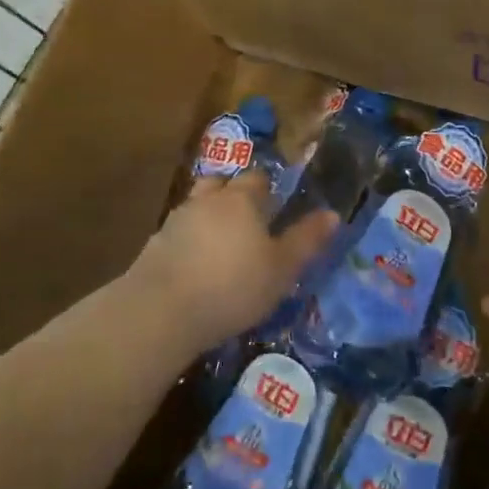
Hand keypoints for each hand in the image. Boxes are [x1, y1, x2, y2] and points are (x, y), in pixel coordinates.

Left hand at [125, 172, 338, 353]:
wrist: (162, 310)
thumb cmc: (233, 286)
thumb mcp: (281, 269)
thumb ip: (306, 240)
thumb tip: (333, 214)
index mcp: (242, 199)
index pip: (257, 179)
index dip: (267, 189)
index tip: (275, 206)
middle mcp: (208, 199)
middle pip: (223, 183)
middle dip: (235, 195)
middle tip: (248, 220)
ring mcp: (177, 219)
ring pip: (198, 205)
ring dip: (209, 215)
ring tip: (221, 241)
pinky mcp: (155, 244)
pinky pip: (179, 232)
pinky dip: (189, 240)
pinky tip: (195, 263)